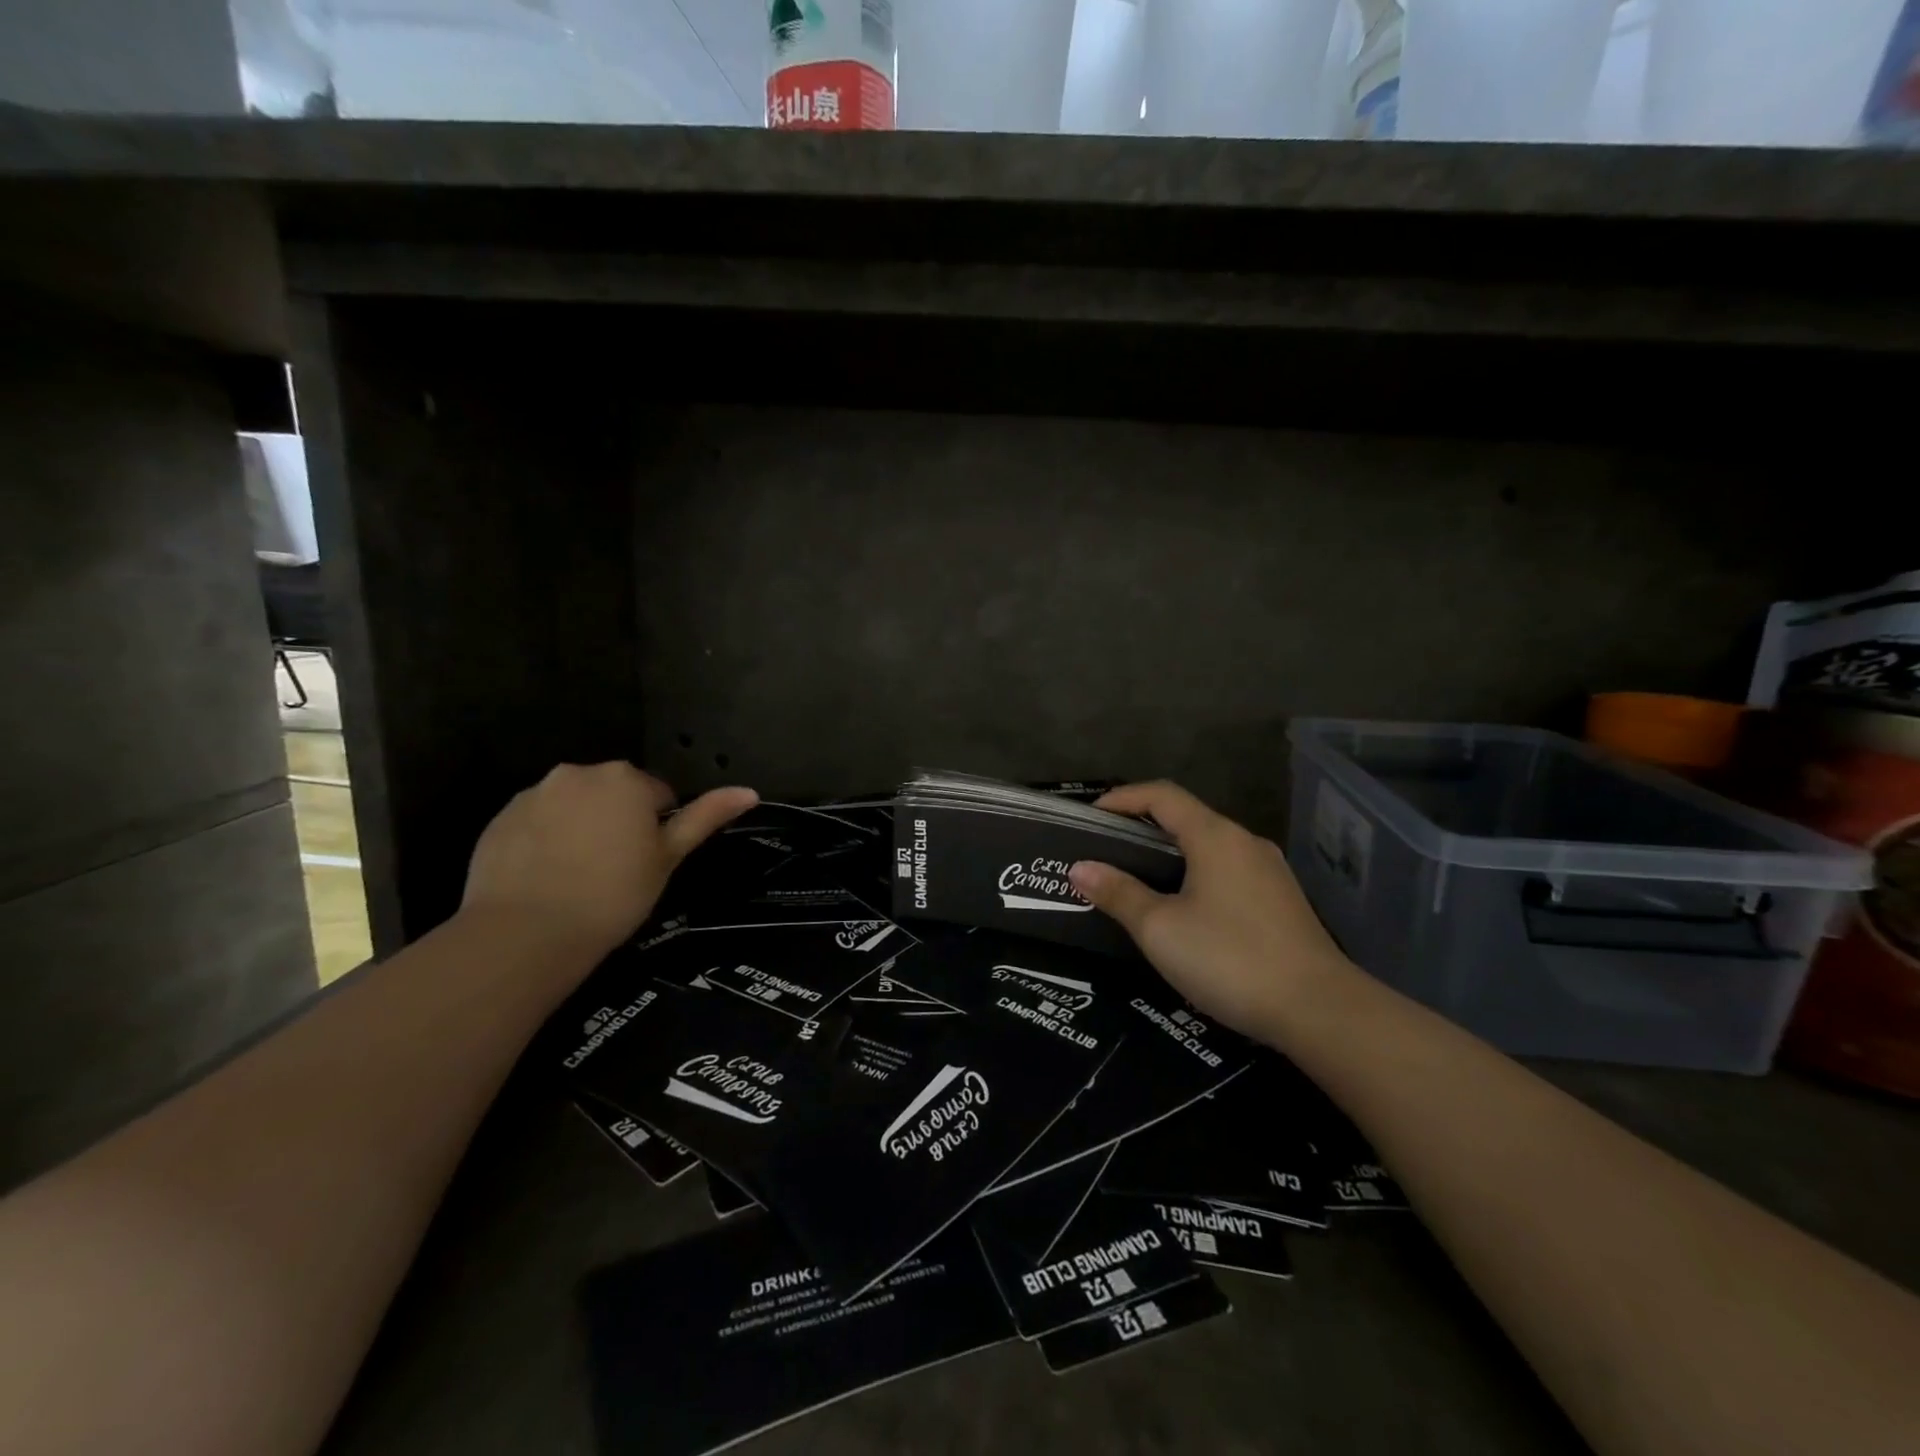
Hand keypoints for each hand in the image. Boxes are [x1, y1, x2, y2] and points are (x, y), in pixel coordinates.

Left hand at [461, 762, 755, 960]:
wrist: (525, 933)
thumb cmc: (613, 894)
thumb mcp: (668, 858)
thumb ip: (705, 818)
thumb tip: (749, 791)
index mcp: (626, 779)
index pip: (659, 794)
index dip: (658, 828)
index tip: (647, 863)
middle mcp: (579, 773)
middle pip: (613, 793)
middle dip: (619, 819)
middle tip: (617, 869)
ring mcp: (535, 793)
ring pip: (574, 805)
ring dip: (582, 826)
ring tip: (578, 875)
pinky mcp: (500, 817)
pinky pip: (537, 821)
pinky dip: (545, 839)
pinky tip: (546, 876)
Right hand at [1068, 781, 1352, 1044]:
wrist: (1320, 1010)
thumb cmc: (1230, 959)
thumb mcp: (1160, 929)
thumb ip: (1118, 894)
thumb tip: (1080, 868)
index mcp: (1215, 836)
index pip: (1161, 795)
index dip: (1122, 798)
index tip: (1091, 816)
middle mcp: (1245, 842)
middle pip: (1186, 818)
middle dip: (1142, 828)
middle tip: (1107, 852)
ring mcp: (1269, 870)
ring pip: (1209, 846)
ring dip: (1170, 854)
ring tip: (1138, 880)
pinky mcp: (1282, 900)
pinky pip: (1228, 871)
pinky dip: (1196, 874)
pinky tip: (1184, 909)